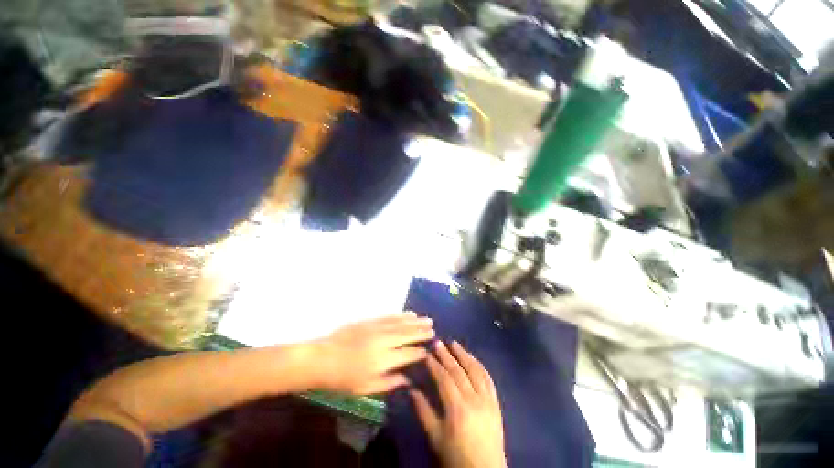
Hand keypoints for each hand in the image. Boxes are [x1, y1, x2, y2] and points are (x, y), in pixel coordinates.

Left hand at [312, 313, 433, 394]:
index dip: (419, 352)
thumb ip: (389, 383)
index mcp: (383, 360)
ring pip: (401, 323)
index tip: (428, 351)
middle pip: (407, 335)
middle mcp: (383, 341)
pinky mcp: (371, 321)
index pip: (408, 354)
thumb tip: (407, 379)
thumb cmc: (343, 379)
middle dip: (422, 332)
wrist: (322, 358)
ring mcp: (377, 328)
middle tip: (434, 329)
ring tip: (427, 320)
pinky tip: (409, 314)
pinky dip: (402, 315)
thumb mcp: (365, 388)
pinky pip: (390, 316)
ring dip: (415, 321)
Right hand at [411, 341, 506, 467]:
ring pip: (475, 370)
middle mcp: (474, 400)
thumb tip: (411, 389)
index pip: (445, 379)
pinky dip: (479, 365)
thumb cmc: (457, 456)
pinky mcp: (496, 402)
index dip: (435, 365)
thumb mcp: (436, 437)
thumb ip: (423, 411)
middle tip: (438, 342)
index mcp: (458, 409)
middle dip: (447, 355)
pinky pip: (488, 379)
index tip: (427, 353)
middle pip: (459, 371)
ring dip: (464, 355)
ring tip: (454, 343)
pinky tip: (472, 358)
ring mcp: (488, 400)